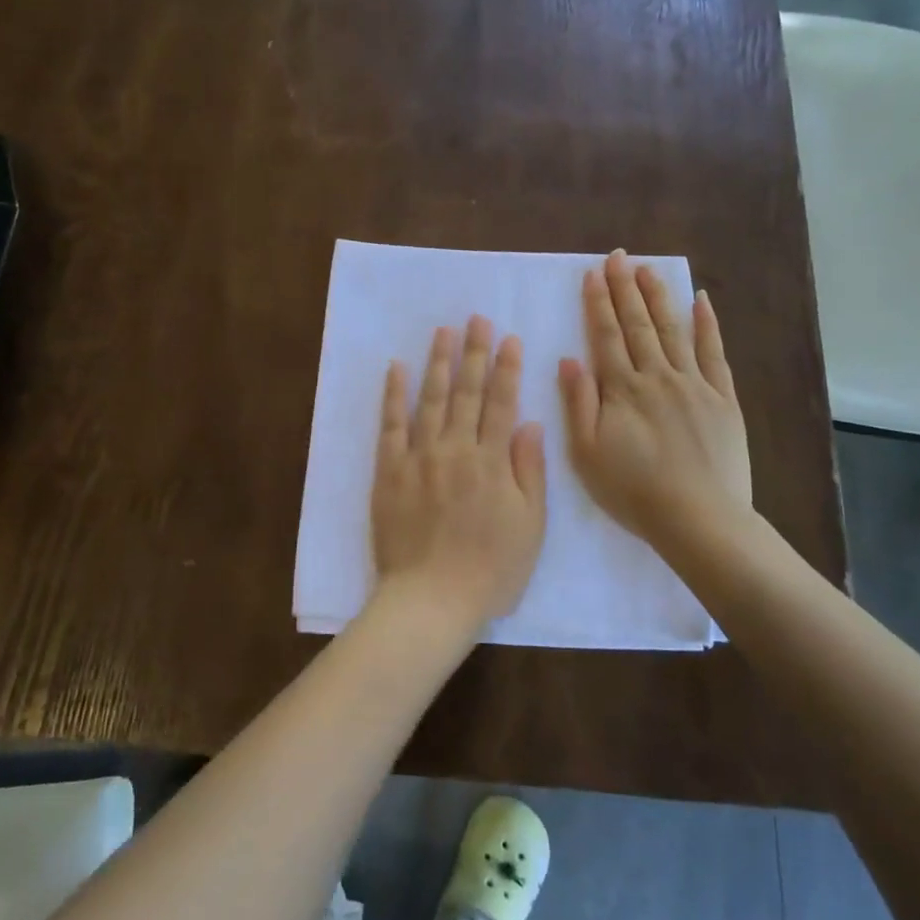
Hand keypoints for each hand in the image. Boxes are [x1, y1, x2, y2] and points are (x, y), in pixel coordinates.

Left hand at [370, 316, 547, 635]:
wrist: (430, 599)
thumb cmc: (490, 569)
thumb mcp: (530, 527)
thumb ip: (530, 471)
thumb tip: (530, 423)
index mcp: (492, 462)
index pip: (502, 403)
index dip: (507, 368)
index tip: (510, 338)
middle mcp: (455, 449)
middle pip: (467, 392)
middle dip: (474, 353)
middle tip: (476, 320)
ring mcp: (419, 457)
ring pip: (431, 399)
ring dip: (439, 363)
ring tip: (444, 332)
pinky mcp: (389, 471)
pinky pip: (390, 425)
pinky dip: (393, 395)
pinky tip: (396, 368)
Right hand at [558, 249, 754, 556]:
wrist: (698, 518)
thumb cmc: (633, 491)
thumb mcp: (587, 453)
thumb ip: (578, 404)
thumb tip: (570, 360)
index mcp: (622, 389)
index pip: (605, 335)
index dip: (598, 302)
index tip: (593, 274)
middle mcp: (657, 376)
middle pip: (638, 324)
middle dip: (625, 288)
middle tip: (618, 256)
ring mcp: (694, 384)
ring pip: (673, 329)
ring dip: (658, 297)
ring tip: (648, 269)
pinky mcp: (722, 398)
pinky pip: (714, 353)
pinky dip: (707, 325)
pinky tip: (701, 301)